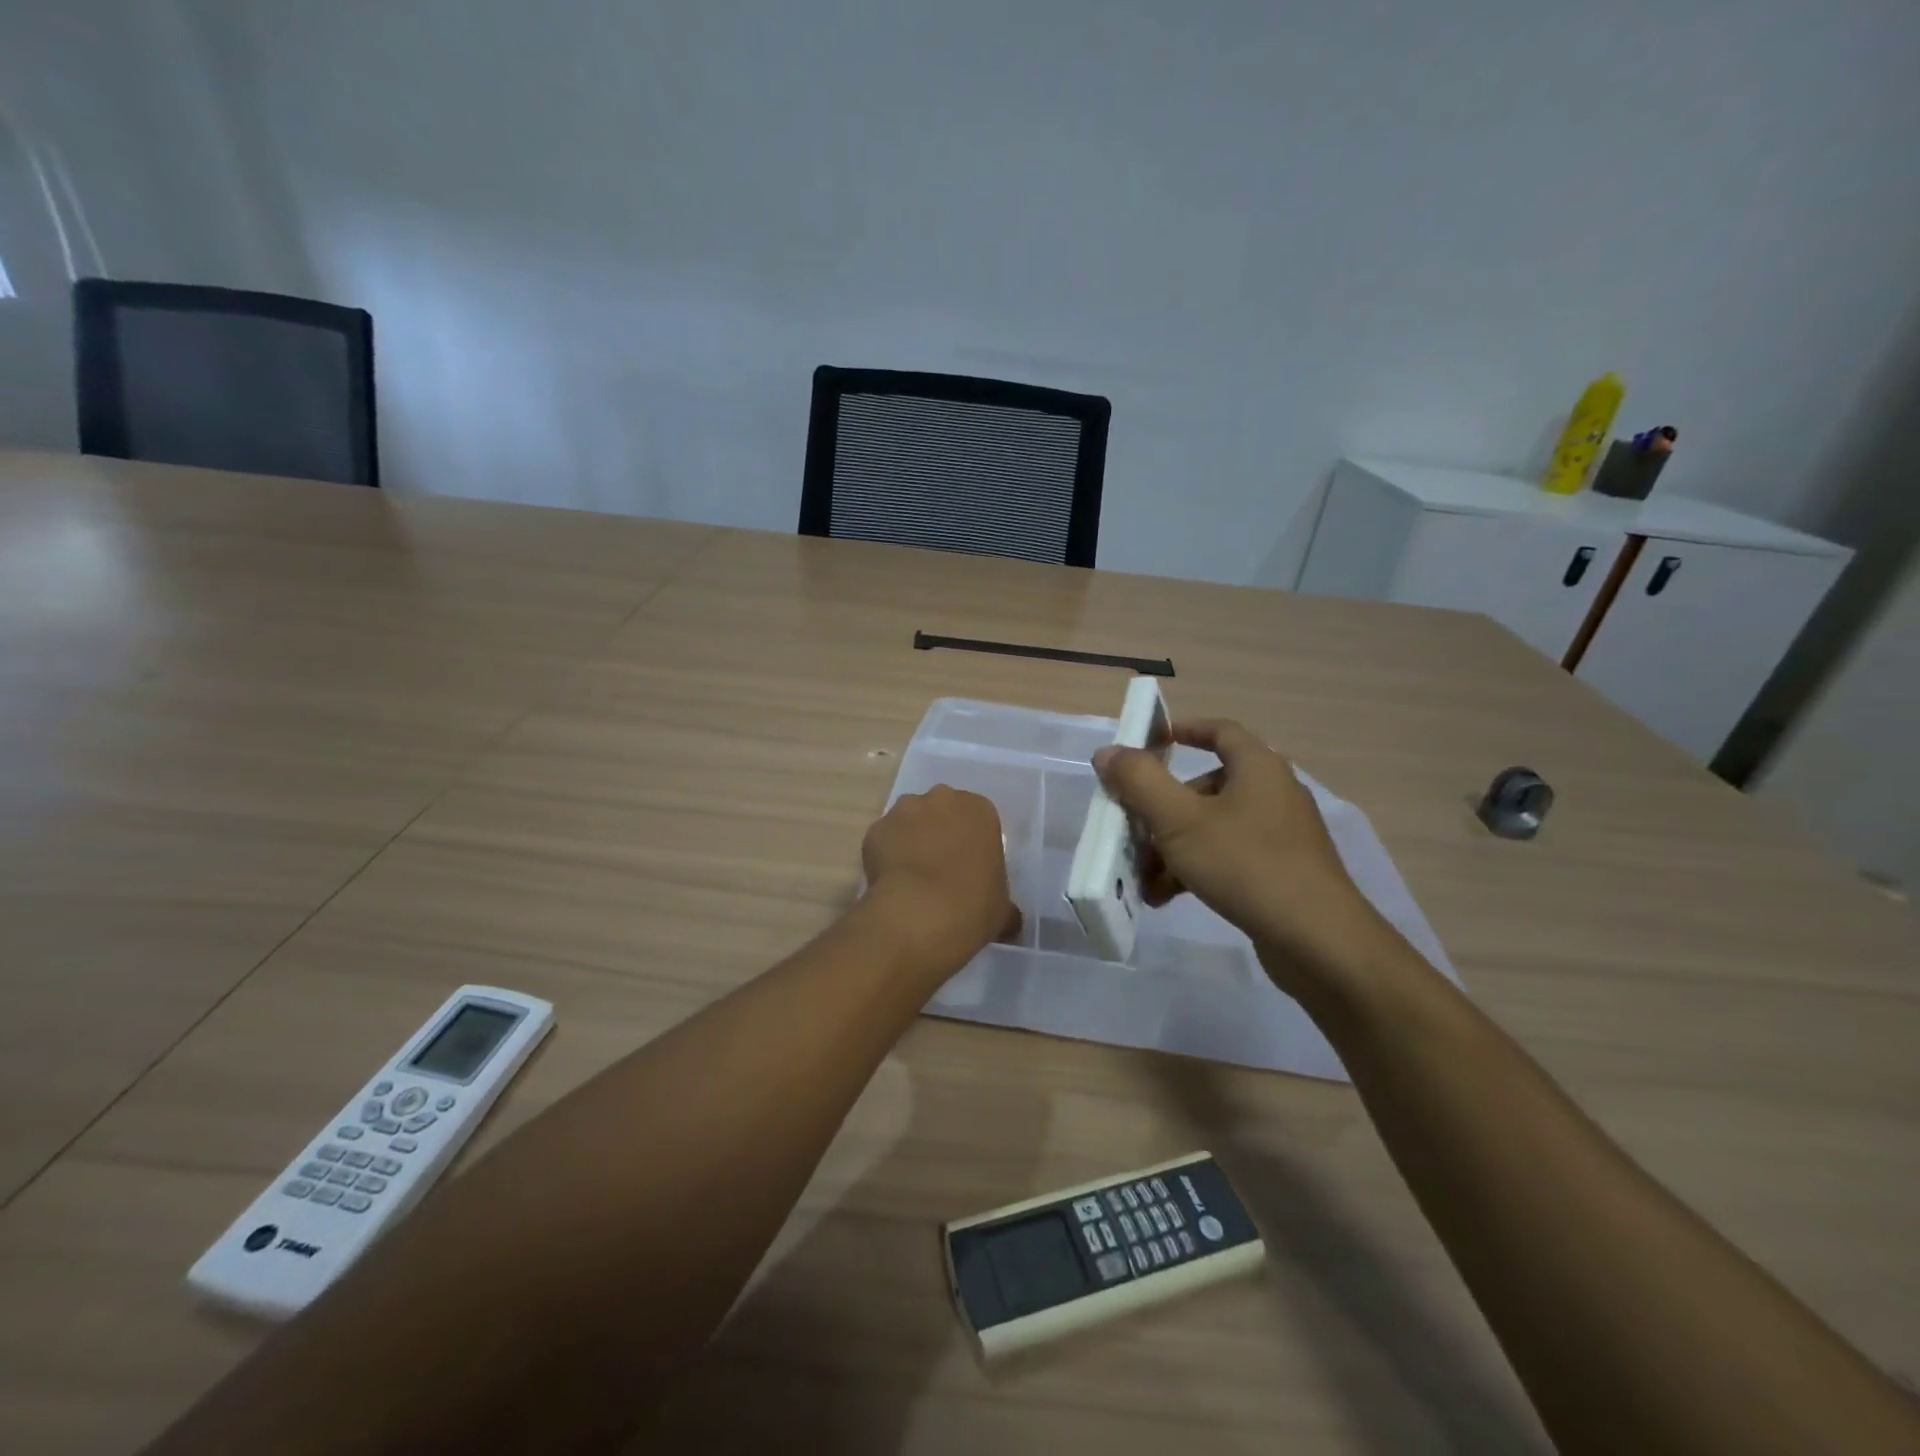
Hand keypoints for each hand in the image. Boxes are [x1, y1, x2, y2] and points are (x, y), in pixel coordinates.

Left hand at [860, 786, 1020, 977]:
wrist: (921, 914)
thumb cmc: (974, 904)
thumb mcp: (1002, 908)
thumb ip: (1006, 906)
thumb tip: (1011, 922)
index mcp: (979, 809)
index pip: (977, 818)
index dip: (971, 841)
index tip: (968, 867)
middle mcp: (941, 798)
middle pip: (941, 811)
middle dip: (939, 832)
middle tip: (940, 868)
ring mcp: (904, 810)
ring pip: (909, 821)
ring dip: (910, 840)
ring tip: (912, 877)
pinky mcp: (875, 829)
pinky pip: (883, 839)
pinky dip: (885, 855)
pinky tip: (891, 882)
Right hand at [1093, 720, 1396, 998]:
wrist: (1319, 942)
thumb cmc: (1246, 865)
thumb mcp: (1179, 820)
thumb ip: (1139, 781)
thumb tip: (1108, 752)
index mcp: (1258, 768)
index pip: (1220, 731)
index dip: (1184, 730)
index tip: (1150, 741)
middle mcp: (1273, 793)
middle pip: (1206, 787)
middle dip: (1162, 810)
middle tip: (1132, 832)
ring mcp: (1281, 836)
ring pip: (1212, 827)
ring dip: (1172, 847)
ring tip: (1143, 879)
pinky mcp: (1281, 872)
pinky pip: (1228, 857)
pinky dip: (1196, 869)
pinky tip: (1167, 897)